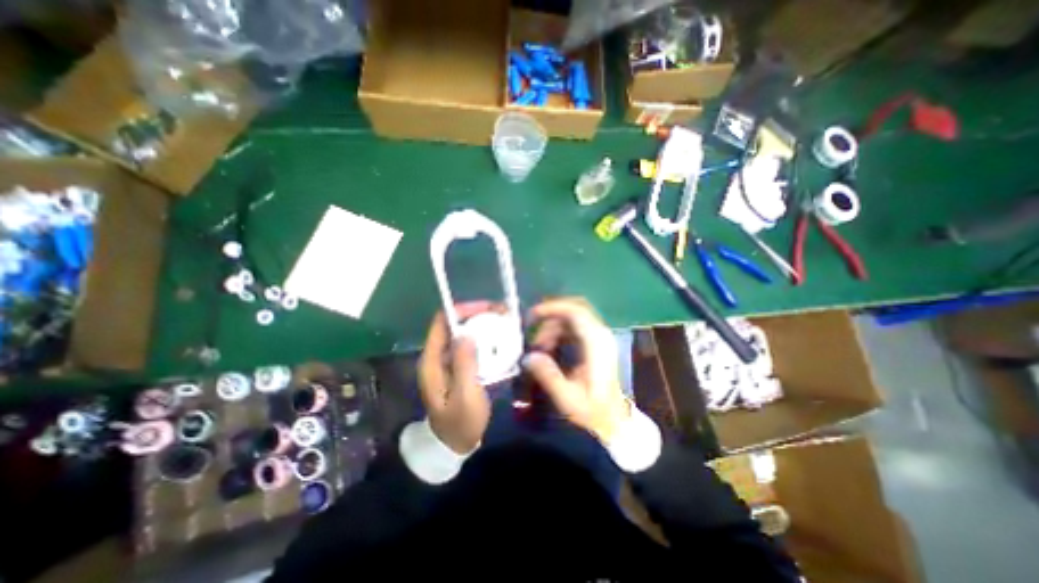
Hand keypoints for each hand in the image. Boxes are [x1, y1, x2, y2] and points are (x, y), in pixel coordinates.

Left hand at [417, 302, 492, 453]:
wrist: (455, 445)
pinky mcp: (458, 368)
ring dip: (482, 327)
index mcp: (432, 361)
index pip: (441, 323)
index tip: (486, 308)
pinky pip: (470, 347)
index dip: (461, 310)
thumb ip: (464, 364)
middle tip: (501, 314)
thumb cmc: (460, 422)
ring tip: (504, 323)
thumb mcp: (465, 395)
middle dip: (477, 316)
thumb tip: (467, 333)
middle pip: (454, 326)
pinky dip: (483, 340)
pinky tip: (499, 341)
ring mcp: (448, 363)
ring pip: (463, 335)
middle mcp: (437, 357)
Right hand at [524, 299, 629, 443]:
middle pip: (574, 311)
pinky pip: (575, 327)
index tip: (533, 314)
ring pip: (572, 318)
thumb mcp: (567, 397)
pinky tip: (550, 348)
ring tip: (540, 348)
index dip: (554, 308)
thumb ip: (548, 375)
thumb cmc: (593, 410)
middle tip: (534, 335)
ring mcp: (600, 337)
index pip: (576, 312)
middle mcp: (601, 335)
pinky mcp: (597, 343)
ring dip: (553, 327)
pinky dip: (559, 332)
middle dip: (550, 318)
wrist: (614, 420)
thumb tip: (529, 356)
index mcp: (596, 344)